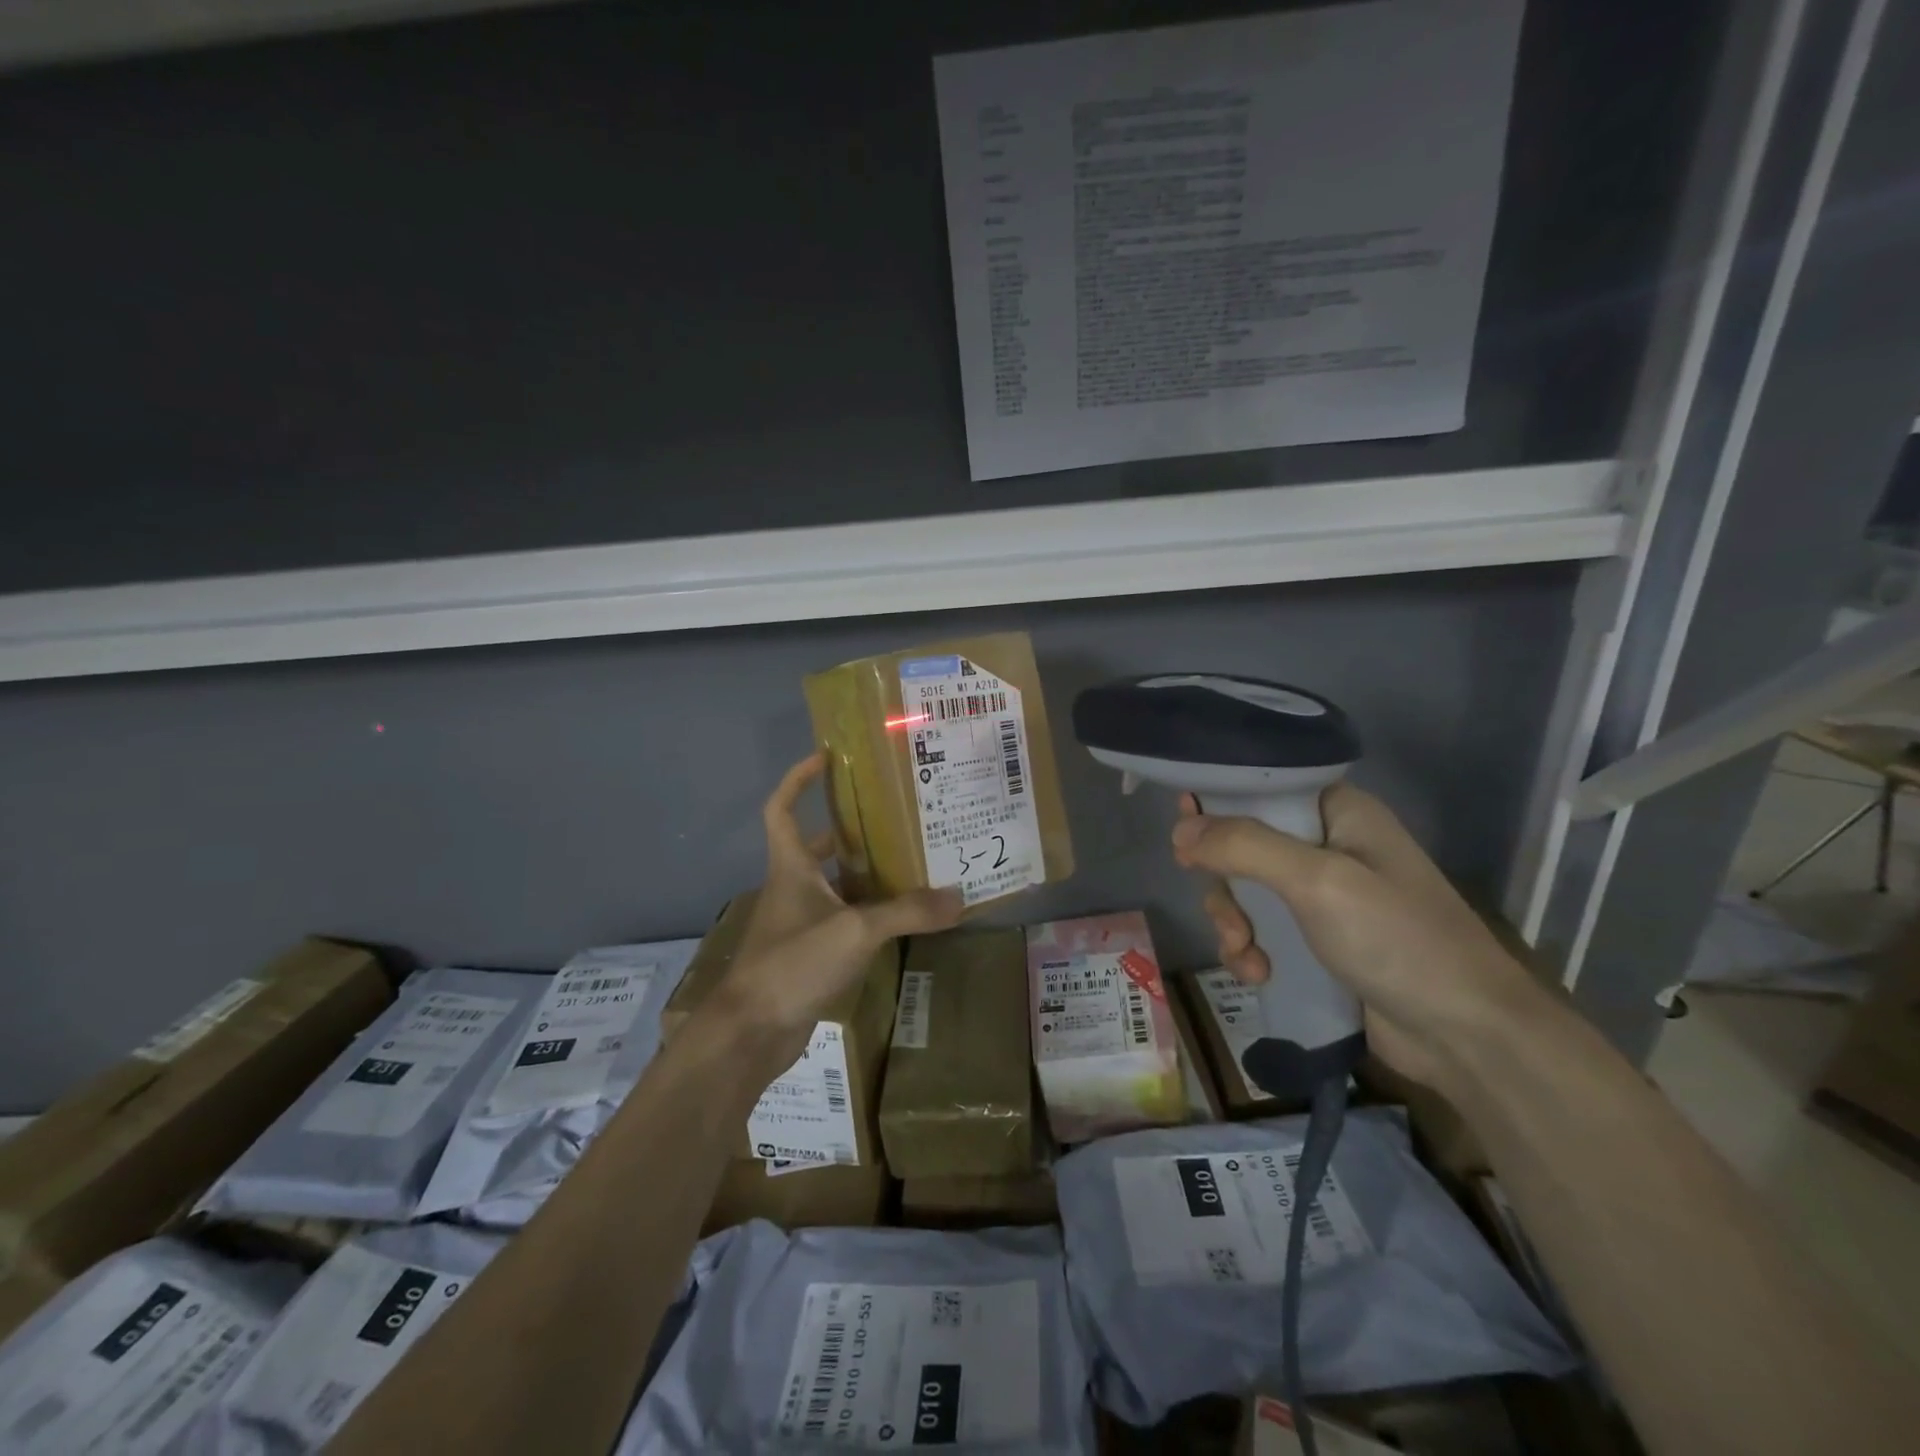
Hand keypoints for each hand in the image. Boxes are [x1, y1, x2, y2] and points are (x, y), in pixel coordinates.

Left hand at [709, 754, 962, 1064]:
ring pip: (832, 886)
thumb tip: (959, 898)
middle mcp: (791, 887)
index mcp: (790, 867)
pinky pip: (840, 921)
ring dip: (862, 875)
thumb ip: (907, 912)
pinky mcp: (807, 954)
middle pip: (815, 846)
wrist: (752, 1031)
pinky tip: (898, 920)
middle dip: (848, 830)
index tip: (826, 758)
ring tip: (907, 864)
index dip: (798, 779)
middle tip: (892, 819)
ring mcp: (797, 923)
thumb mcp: (856, 930)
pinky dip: (865, 915)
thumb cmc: (793, 962)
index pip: (781, 808)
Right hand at [1171, 782, 1542, 1090]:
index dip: (1219, 803)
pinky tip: (1257, 975)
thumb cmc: (1398, 939)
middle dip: (1226, 885)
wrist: (1467, 1036)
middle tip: (1227, 916)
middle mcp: (1330, 847)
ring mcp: (1324, 898)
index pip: (1264, 787)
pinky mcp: (1319, 942)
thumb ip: (1245, 847)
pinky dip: (1251, 952)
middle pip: (1244, 845)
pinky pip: (1263, 932)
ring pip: (1247, 893)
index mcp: (1340, 814)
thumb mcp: (1317, 882)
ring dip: (1234, 925)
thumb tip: (1180, 828)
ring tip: (1246, 956)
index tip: (1183, 829)